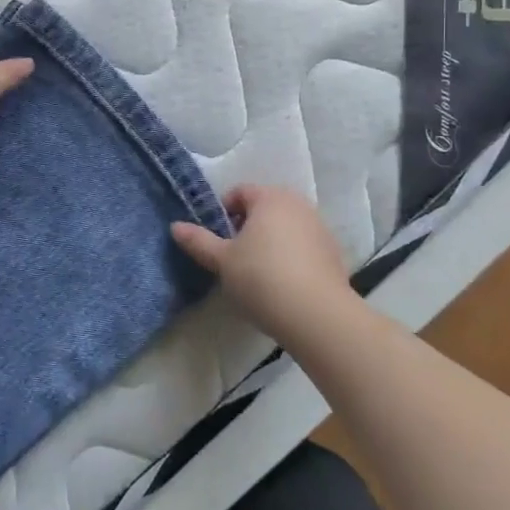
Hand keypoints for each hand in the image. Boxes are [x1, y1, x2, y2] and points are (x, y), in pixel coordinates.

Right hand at [171, 185, 353, 342]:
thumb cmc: (262, 278)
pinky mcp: (334, 255)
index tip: (215, 239)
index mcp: (270, 198)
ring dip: (269, 242)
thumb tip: (175, 226)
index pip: (240, 192)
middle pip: (264, 208)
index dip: (222, 212)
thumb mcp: (222, 260)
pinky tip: (281, 284)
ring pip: (285, 228)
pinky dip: (289, 257)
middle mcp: (299, 205)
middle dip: (246, 227)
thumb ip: (198, 241)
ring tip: (256, 273)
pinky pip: (303, 247)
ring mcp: (320, 229)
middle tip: (232, 255)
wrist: (318, 316)